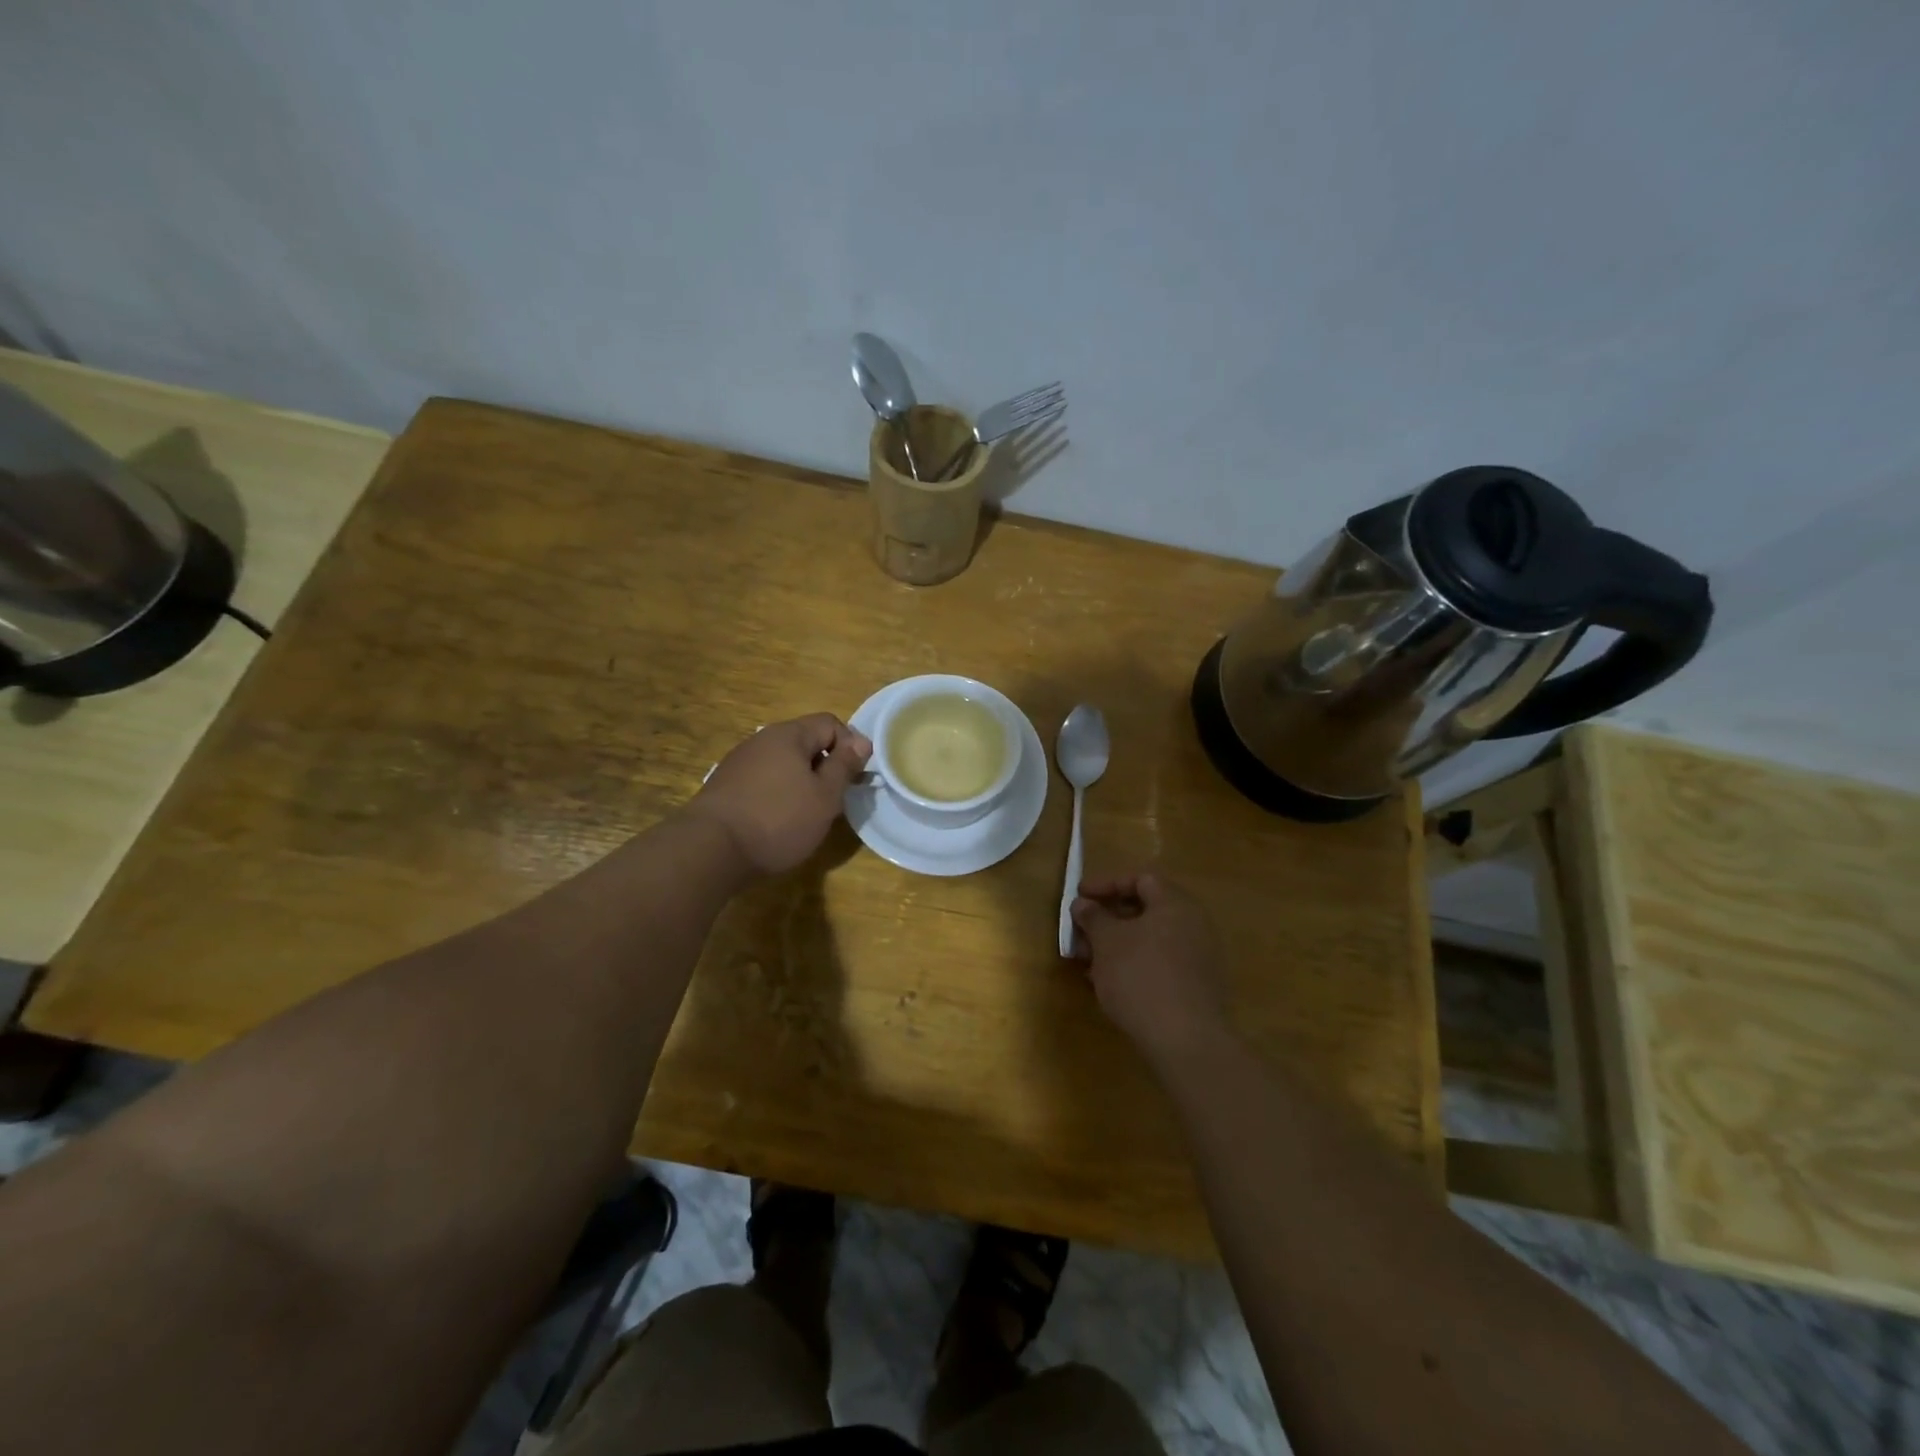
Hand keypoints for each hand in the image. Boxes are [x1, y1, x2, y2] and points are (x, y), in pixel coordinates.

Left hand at [685, 714, 871, 876]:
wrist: (710, 849)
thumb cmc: (778, 819)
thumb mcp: (824, 796)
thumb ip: (844, 766)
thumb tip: (861, 741)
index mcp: (788, 735)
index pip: (830, 723)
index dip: (850, 746)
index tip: (855, 778)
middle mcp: (762, 740)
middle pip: (805, 742)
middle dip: (826, 767)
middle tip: (835, 800)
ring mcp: (740, 762)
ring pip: (784, 764)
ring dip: (802, 783)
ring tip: (808, 815)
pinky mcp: (726, 786)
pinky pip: (764, 781)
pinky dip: (779, 795)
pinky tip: (779, 822)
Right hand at [1071, 870, 1230, 1065]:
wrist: (1186, 1041)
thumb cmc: (1141, 977)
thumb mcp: (1106, 942)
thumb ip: (1093, 917)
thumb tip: (1083, 904)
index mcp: (1175, 904)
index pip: (1140, 879)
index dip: (1106, 884)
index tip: (1079, 897)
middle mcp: (1194, 924)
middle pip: (1146, 910)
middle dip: (1108, 919)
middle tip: (1081, 932)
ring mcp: (1199, 957)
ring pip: (1151, 939)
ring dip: (1118, 945)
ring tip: (1089, 962)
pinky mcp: (1198, 987)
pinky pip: (1160, 963)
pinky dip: (1134, 965)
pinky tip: (1111, 983)